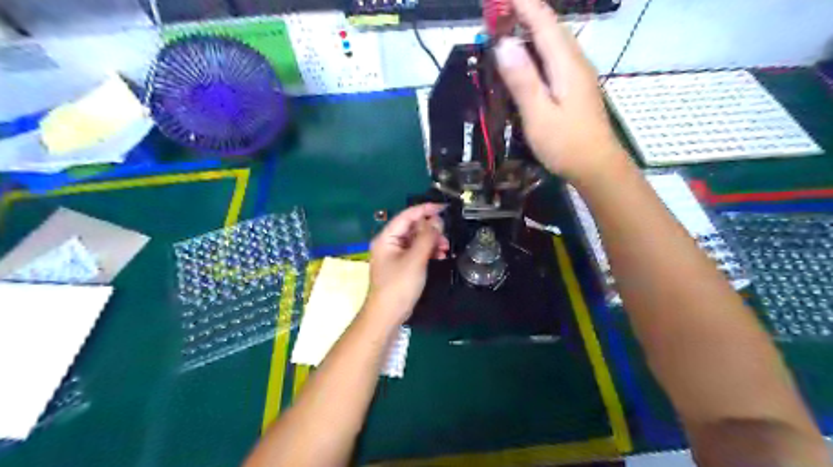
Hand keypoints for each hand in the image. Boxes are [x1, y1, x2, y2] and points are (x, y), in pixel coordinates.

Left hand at [368, 203, 453, 324]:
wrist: (387, 315)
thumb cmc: (399, 286)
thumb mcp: (415, 260)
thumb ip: (427, 238)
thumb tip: (437, 220)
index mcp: (386, 238)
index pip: (407, 216)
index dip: (425, 209)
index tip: (443, 208)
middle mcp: (389, 243)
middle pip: (412, 227)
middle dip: (430, 229)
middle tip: (446, 234)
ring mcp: (395, 255)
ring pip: (416, 239)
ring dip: (431, 241)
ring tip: (445, 248)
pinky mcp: (401, 265)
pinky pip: (416, 251)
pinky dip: (428, 251)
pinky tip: (439, 255)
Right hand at [492, 1, 623, 182]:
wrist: (597, 167)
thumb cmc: (566, 144)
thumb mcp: (539, 115)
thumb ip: (523, 80)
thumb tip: (503, 44)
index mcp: (566, 64)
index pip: (543, 23)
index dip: (523, 5)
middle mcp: (575, 62)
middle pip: (550, 28)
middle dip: (525, 13)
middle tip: (496, 13)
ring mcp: (578, 75)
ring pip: (554, 42)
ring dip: (531, 30)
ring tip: (507, 28)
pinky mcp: (576, 87)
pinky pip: (555, 58)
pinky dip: (537, 49)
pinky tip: (526, 58)